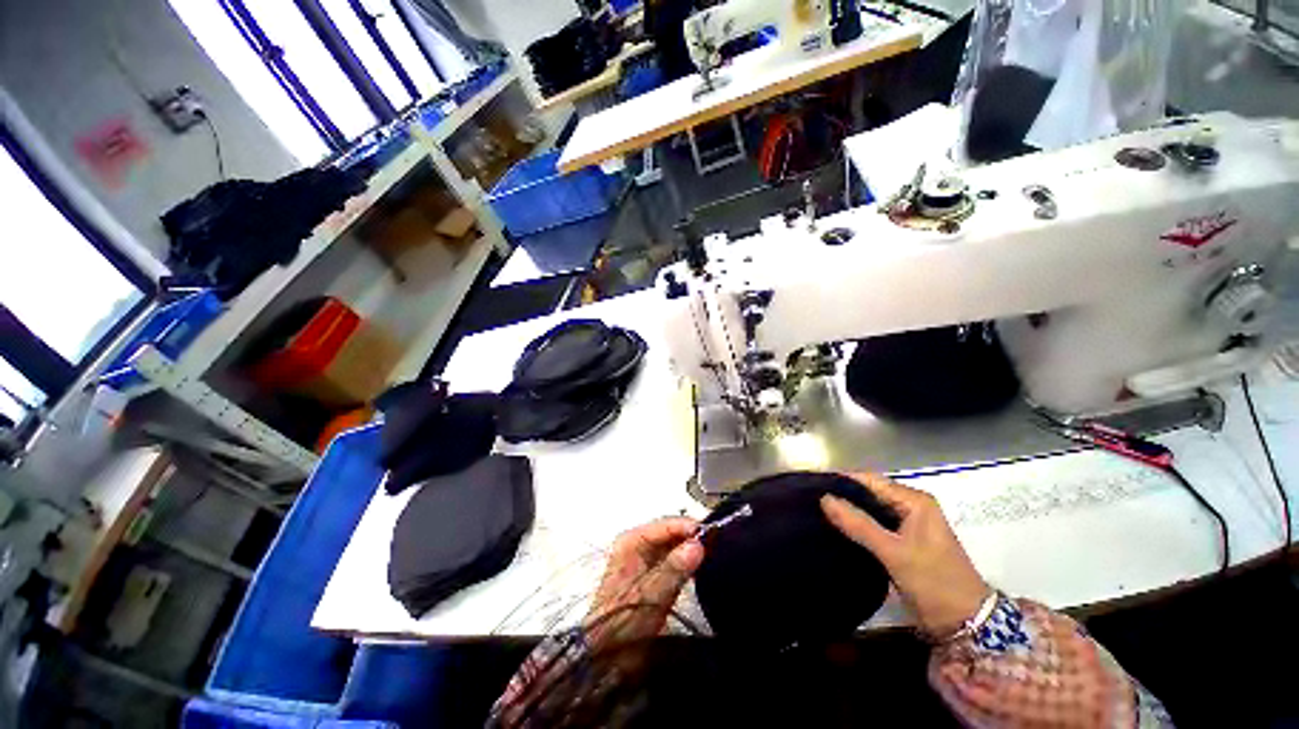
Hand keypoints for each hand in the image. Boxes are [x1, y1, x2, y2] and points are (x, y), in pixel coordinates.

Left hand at [585, 517, 703, 648]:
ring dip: (692, 551)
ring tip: (715, 555)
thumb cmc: (623, 623)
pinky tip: (703, 569)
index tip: (713, 535)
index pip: (665, 525)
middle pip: (670, 534)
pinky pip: (675, 562)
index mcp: (631, 541)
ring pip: (674, 547)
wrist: (607, 659)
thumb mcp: (650, 596)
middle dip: (692, 538)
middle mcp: (637, 544)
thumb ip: (674, 569)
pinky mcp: (653, 576)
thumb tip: (697, 544)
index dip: (688, 528)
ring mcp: (645, 560)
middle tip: (718, 545)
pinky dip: (688, 564)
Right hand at [820, 474, 990, 638]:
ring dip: (848, 512)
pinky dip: (857, 527)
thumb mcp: (894, 552)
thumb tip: (824, 499)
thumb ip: (859, 524)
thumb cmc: (934, 582)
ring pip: (870, 510)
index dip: (842, 480)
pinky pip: (874, 526)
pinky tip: (836, 530)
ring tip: (817, 512)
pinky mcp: (903, 542)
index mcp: (914, 501)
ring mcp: (908, 525)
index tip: (813, 484)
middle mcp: (911, 507)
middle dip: (842, 496)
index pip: (870, 480)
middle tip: (811, 499)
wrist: (966, 624)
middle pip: (869, 493)